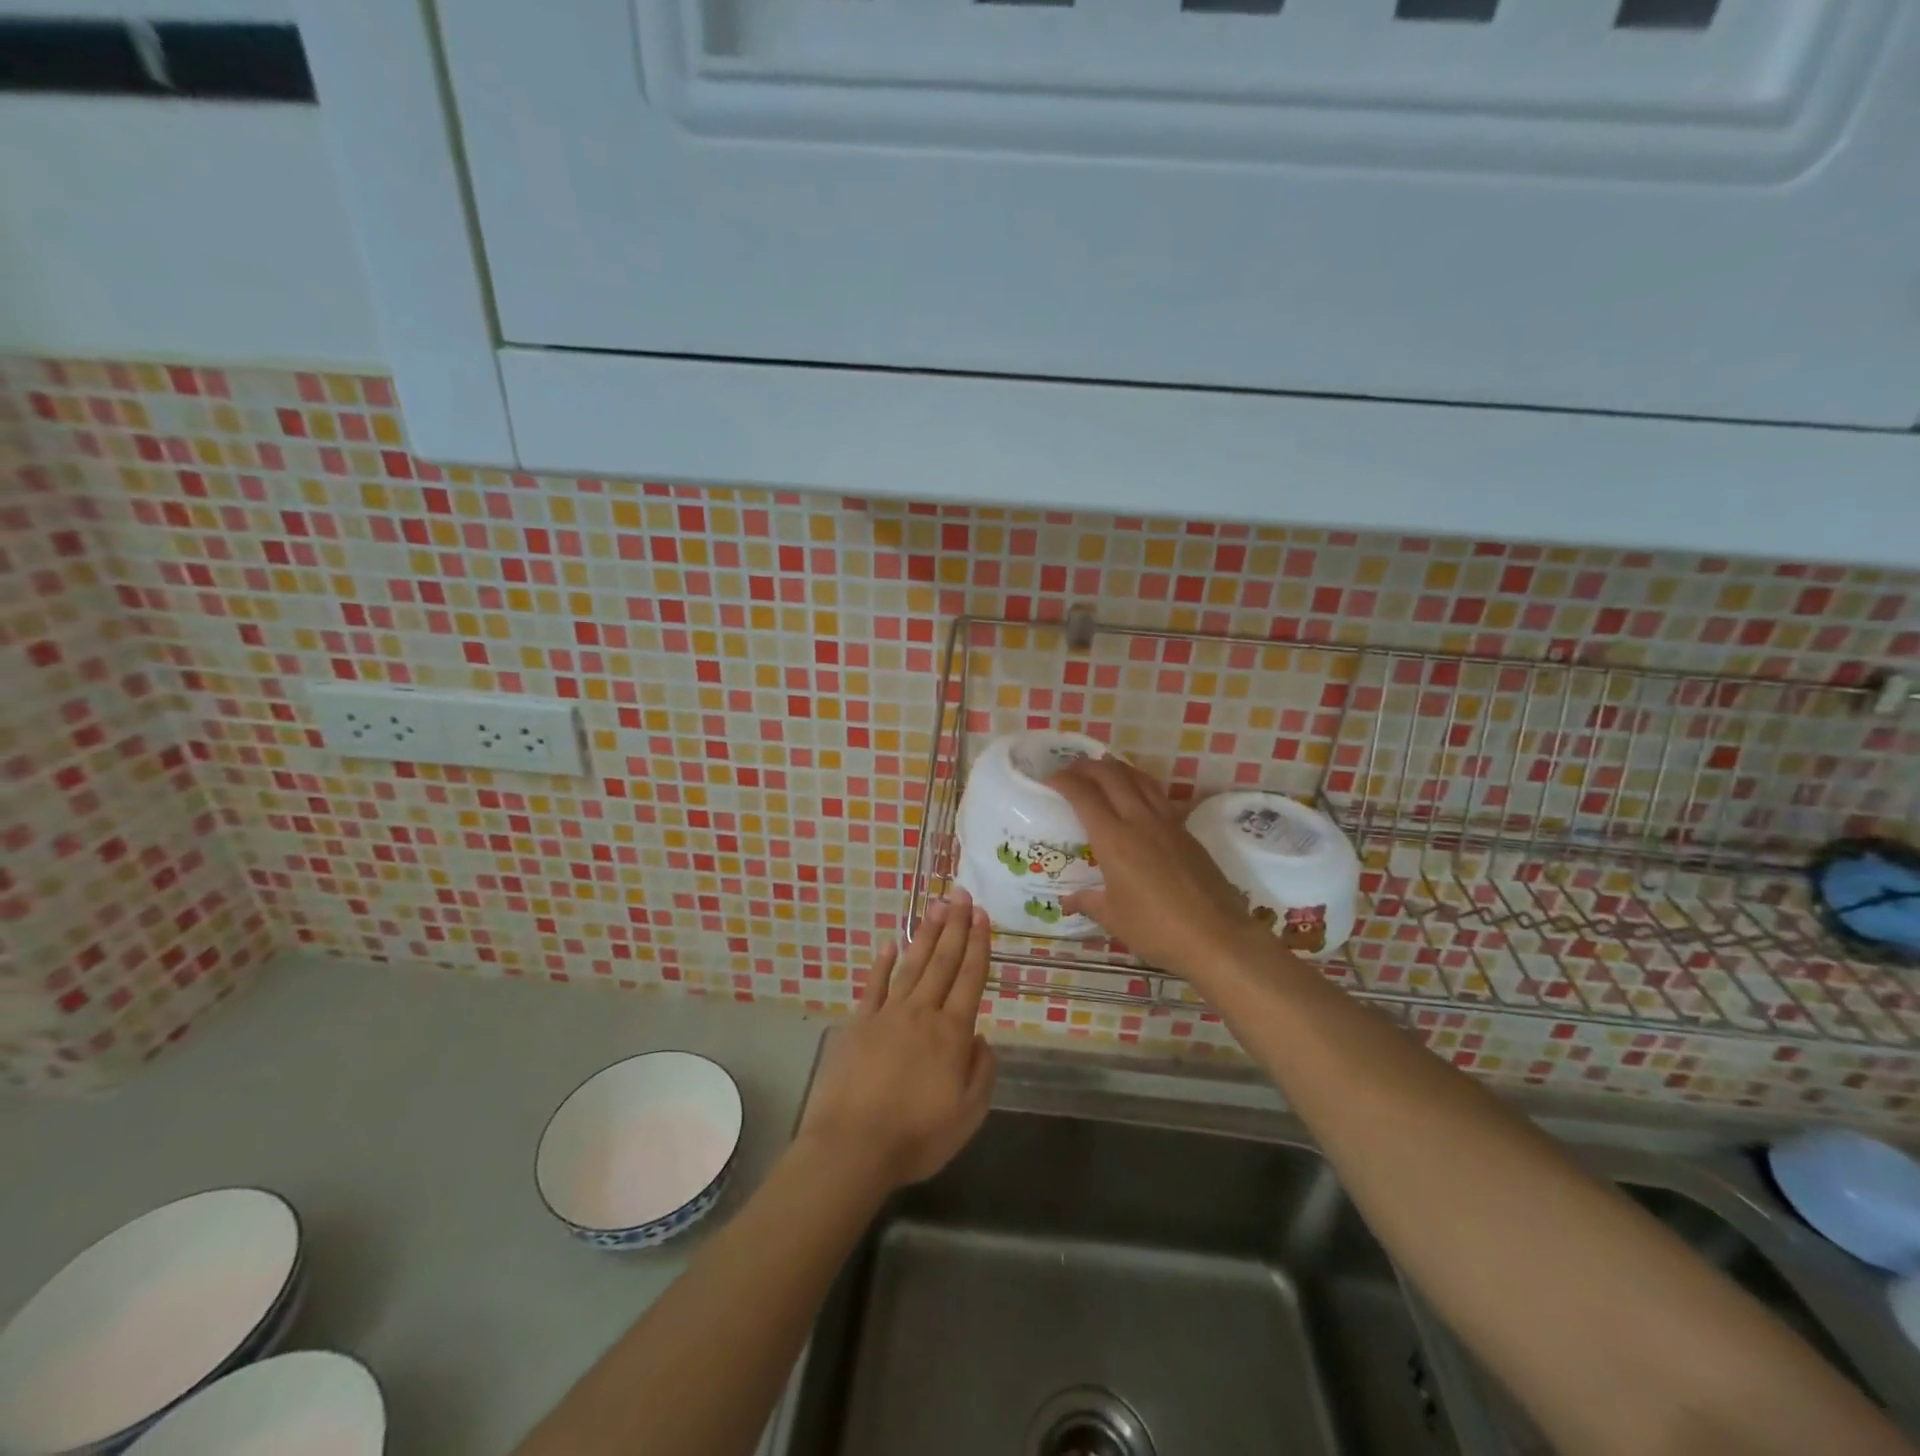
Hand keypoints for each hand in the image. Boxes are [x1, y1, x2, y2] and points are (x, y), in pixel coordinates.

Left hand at [794, 889, 997, 1196]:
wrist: (852, 1147)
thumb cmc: (916, 1136)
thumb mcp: (967, 1115)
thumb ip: (981, 1072)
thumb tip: (982, 1038)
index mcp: (951, 1034)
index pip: (970, 979)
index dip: (978, 945)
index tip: (983, 916)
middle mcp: (921, 1013)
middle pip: (942, 962)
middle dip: (955, 926)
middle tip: (962, 895)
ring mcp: (887, 1015)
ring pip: (912, 966)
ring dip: (926, 935)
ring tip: (936, 906)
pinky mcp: (858, 1024)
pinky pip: (874, 986)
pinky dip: (882, 964)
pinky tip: (889, 944)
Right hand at [1054, 758, 1267, 981]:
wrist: (1217, 936)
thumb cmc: (1157, 929)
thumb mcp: (1114, 918)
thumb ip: (1089, 902)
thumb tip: (1068, 901)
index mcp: (1114, 839)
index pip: (1083, 795)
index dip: (1064, 781)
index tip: (1050, 779)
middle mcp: (1139, 820)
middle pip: (1111, 776)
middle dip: (1087, 766)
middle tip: (1072, 770)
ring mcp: (1167, 823)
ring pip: (1139, 779)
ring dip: (1117, 768)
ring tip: (1103, 768)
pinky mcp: (1187, 831)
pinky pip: (1158, 795)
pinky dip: (1140, 784)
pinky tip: (1137, 795)